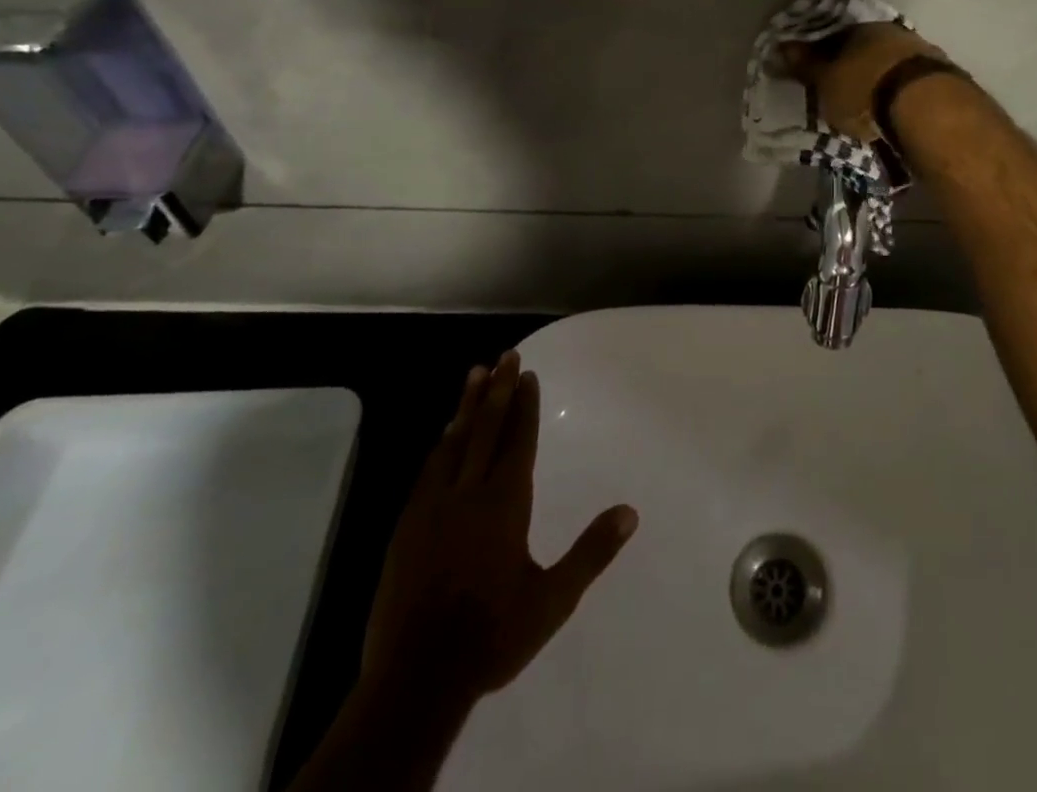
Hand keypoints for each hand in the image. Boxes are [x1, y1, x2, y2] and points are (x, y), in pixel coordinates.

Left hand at [360, 352, 637, 715]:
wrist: (415, 682)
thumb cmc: (492, 636)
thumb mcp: (553, 599)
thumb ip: (592, 552)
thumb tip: (631, 512)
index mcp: (504, 505)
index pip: (518, 442)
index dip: (525, 407)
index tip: (528, 375)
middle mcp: (467, 495)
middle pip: (485, 430)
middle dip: (497, 390)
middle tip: (506, 355)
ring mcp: (431, 510)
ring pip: (453, 443)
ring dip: (466, 406)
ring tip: (475, 374)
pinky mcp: (406, 529)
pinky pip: (428, 470)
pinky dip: (441, 444)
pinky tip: (444, 435)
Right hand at [782, 21, 949, 143]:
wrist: (926, 106)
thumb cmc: (864, 90)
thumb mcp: (826, 82)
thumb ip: (805, 65)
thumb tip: (782, 47)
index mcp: (860, 27)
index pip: (832, 35)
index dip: (820, 53)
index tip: (813, 70)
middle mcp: (892, 32)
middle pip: (865, 47)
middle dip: (853, 64)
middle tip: (841, 87)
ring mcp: (920, 50)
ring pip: (890, 61)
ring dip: (879, 76)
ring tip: (869, 101)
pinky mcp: (942, 75)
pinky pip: (910, 79)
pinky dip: (900, 90)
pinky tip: (895, 106)